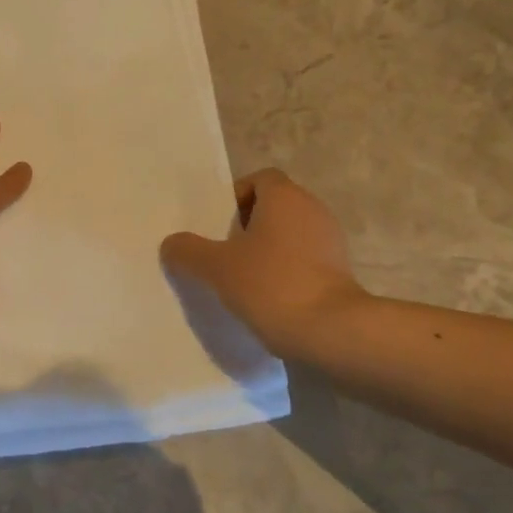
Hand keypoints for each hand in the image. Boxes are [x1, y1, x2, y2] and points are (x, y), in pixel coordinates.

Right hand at [160, 169, 365, 357]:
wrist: (331, 332)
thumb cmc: (271, 284)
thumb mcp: (216, 267)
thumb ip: (188, 251)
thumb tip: (171, 244)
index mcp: (286, 197)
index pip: (259, 179)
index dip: (236, 198)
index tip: (218, 227)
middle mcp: (312, 210)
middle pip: (274, 207)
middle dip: (247, 227)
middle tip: (223, 254)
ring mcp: (331, 242)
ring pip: (289, 236)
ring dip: (266, 252)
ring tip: (241, 280)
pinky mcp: (340, 272)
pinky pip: (304, 261)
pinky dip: (285, 272)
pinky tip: (267, 299)